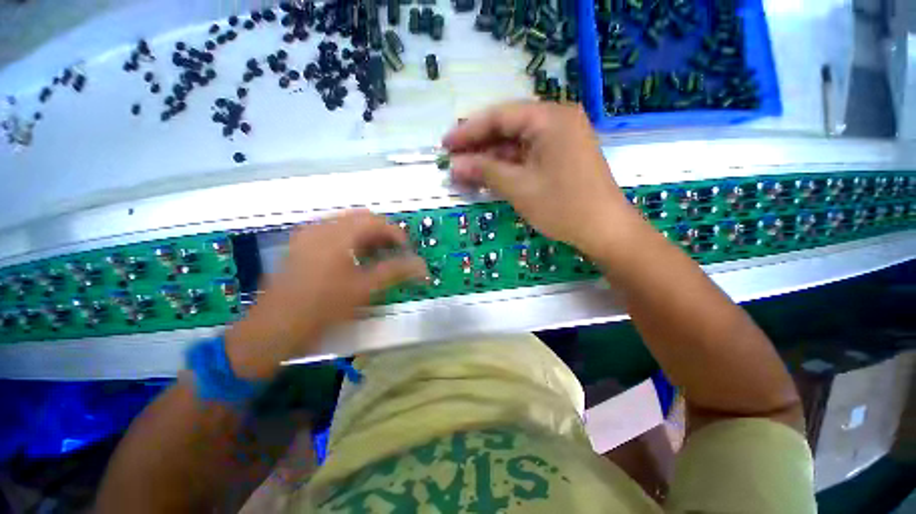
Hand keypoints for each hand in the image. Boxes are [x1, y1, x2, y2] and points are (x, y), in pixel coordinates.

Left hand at [225, 210, 426, 378]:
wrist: (272, 331)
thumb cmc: (321, 309)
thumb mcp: (364, 289)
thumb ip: (396, 272)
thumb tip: (422, 266)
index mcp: (336, 234)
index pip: (376, 221)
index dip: (397, 234)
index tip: (408, 252)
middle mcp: (320, 227)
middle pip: (362, 219)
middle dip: (383, 235)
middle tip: (395, 255)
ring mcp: (307, 235)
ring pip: (347, 226)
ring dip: (368, 238)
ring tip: (379, 259)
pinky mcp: (301, 246)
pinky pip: (333, 234)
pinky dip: (351, 242)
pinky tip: (356, 261)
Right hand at [442, 101, 642, 256]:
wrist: (605, 230)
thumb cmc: (562, 206)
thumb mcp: (519, 187)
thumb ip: (485, 171)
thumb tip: (454, 166)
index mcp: (549, 118)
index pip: (499, 116)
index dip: (468, 131)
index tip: (445, 145)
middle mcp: (556, 121)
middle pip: (508, 128)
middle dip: (479, 146)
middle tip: (453, 160)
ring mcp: (560, 140)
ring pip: (516, 144)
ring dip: (491, 159)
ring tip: (465, 172)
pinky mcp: (561, 157)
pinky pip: (527, 156)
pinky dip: (508, 167)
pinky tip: (489, 176)